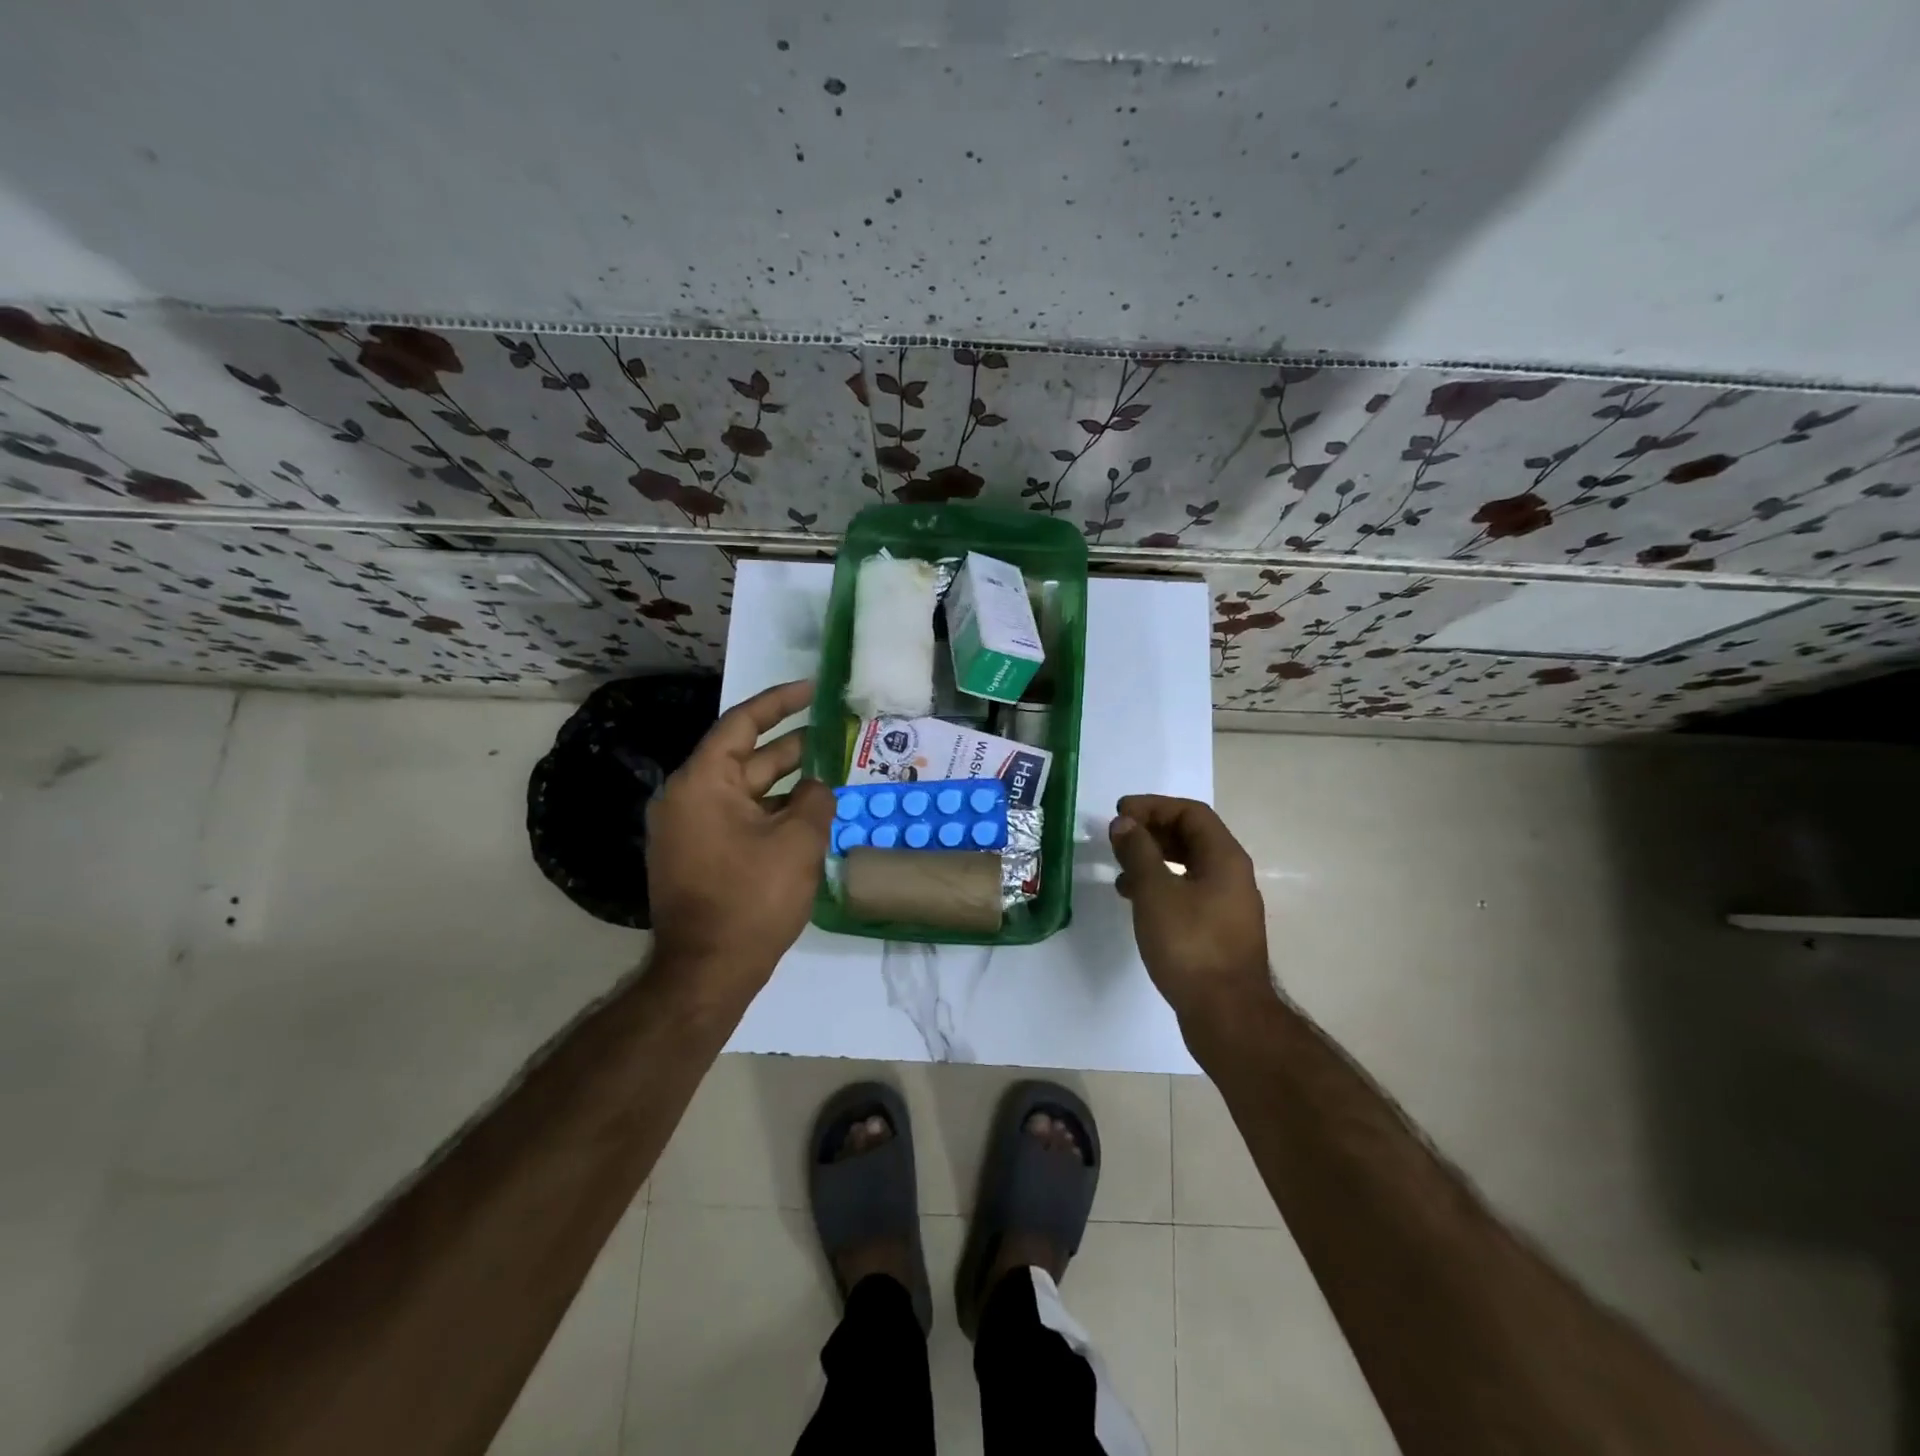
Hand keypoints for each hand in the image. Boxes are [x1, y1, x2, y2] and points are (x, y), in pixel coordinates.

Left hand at [646, 679, 835, 999]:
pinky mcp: (698, 856)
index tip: (811, 689)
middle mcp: (687, 799)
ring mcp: (690, 830)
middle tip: (832, 732)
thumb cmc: (752, 899)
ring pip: (745, 791)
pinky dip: (771, 811)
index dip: (779, 702)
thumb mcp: (798, 842)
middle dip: (791, 745)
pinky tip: (807, 815)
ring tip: (828, 773)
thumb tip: (817, 787)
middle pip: (744, 757)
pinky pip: (739, 818)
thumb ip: (815, 800)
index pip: (741, 724)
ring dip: (785, 783)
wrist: (707, 972)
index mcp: (702, 783)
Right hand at [1109, 795, 1273, 1025]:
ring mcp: (1227, 905)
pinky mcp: (1218, 930)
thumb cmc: (1190, 944)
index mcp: (1225, 858)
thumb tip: (1124, 823)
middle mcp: (1232, 875)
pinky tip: (1136, 901)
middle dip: (1152, 830)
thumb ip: (1139, 851)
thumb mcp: (1156, 892)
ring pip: (1188, 866)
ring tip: (1120, 869)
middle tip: (1117, 836)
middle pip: (1192, 837)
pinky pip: (1188, 892)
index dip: (1153, 806)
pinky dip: (1161, 886)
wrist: (1226, 1014)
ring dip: (1154, 859)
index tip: (1119, 813)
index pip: (1190, 813)